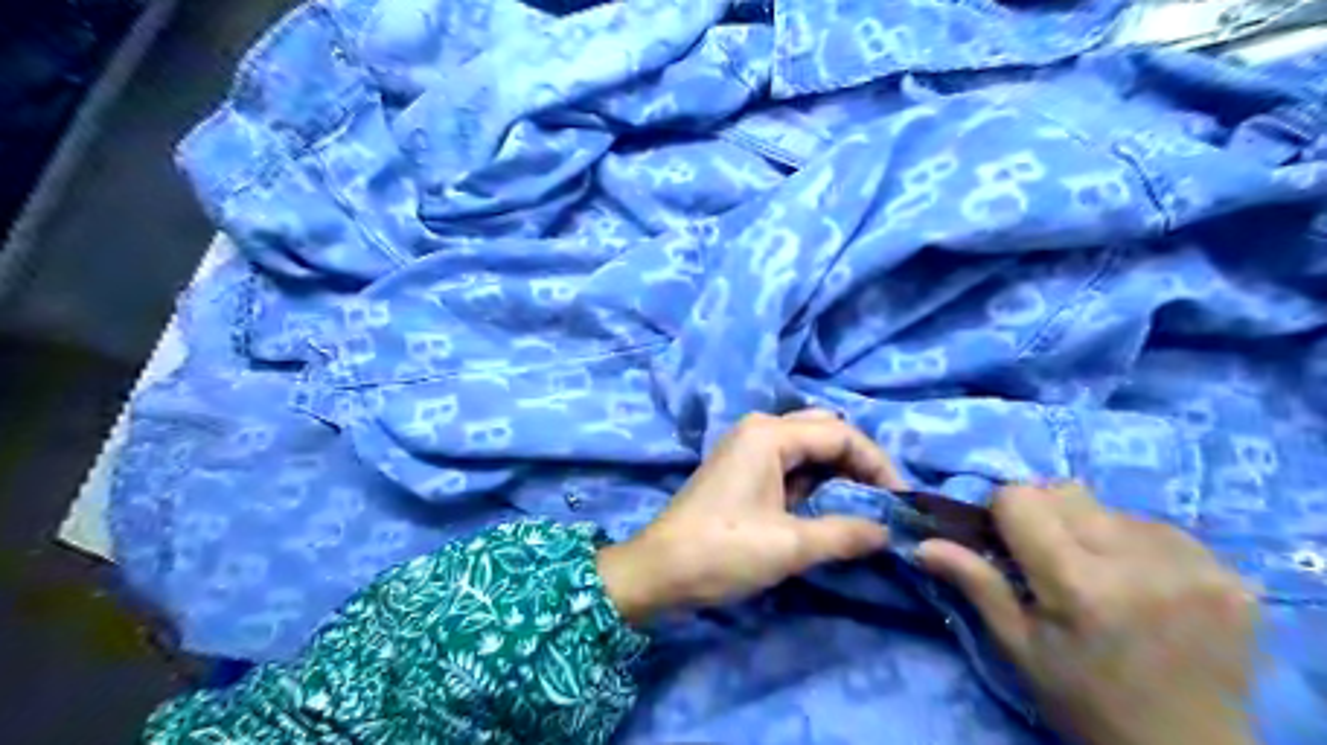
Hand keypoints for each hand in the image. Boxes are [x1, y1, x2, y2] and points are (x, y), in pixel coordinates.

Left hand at [600, 411, 902, 625]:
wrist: (659, 570)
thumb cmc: (723, 551)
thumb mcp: (790, 545)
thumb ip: (846, 533)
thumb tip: (887, 532)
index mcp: (770, 434)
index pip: (841, 435)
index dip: (878, 464)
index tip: (901, 500)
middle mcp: (759, 430)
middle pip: (825, 433)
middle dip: (859, 463)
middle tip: (884, 499)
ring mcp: (747, 448)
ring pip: (807, 449)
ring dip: (838, 473)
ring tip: (864, 506)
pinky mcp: (741, 469)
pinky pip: (789, 465)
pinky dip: (815, 482)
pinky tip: (828, 507)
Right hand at [920, 484, 1255, 744]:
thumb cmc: (1084, 700)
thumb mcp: (1018, 647)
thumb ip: (975, 583)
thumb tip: (922, 544)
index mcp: (1079, 584)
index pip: (1021, 497)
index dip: (1004, 513)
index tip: (1007, 542)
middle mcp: (1139, 562)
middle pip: (1064, 490)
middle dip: (1044, 514)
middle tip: (1050, 558)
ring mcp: (1194, 565)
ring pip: (1110, 506)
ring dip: (1092, 528)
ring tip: (1101, 574)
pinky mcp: (1230, 573)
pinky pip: (1158, 526)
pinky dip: (1136, 543)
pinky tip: (1143, 583)